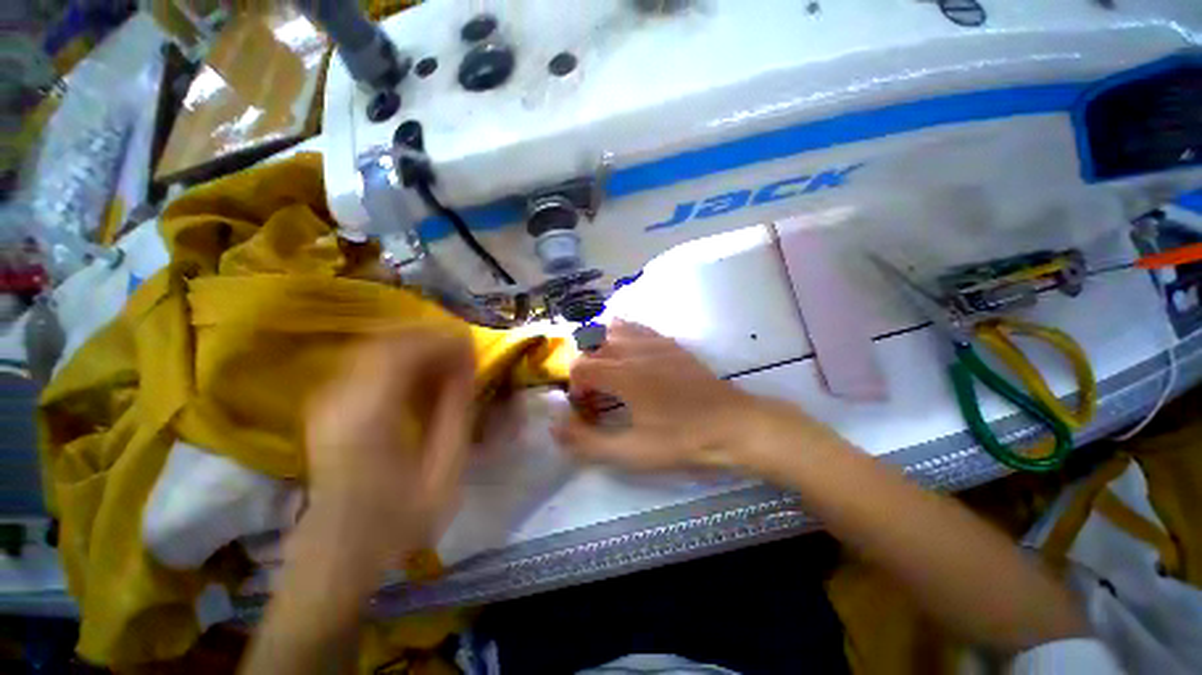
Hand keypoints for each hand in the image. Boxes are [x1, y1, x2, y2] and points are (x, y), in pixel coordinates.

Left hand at [303, 328, 475, 572]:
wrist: (338, 555)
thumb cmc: (397, 519)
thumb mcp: (442, 469)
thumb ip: (456, 412)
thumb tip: (467, 367)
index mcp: (369, 414)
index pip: (405, 350)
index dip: (443, 340)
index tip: (473, 345)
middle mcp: (339, 397)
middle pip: (387, 341)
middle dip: (431, 340)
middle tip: (463, 354)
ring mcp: (326, 400)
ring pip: (375, 349)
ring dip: (416, 349)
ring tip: (447, 365)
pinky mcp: (326, 407)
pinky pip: (366, 365)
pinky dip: (399, 362)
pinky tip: (420, 380)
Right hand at [554, 320, 771, 472]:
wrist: (732, 424)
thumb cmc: (682, 440)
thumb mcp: (632, 452)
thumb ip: (588, 442)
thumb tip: (554, 428)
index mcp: (623, 373)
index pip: (579, 367)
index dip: (575, 388)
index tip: (587, 409)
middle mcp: (634, 349)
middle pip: (591, 346)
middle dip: (585, 369)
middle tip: (596, 394)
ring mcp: (653, 341)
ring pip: (611, 330)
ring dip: (600, 349)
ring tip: (609, 372)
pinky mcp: (668, 342)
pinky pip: (635, 327)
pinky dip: (621, 335)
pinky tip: (628, 354)